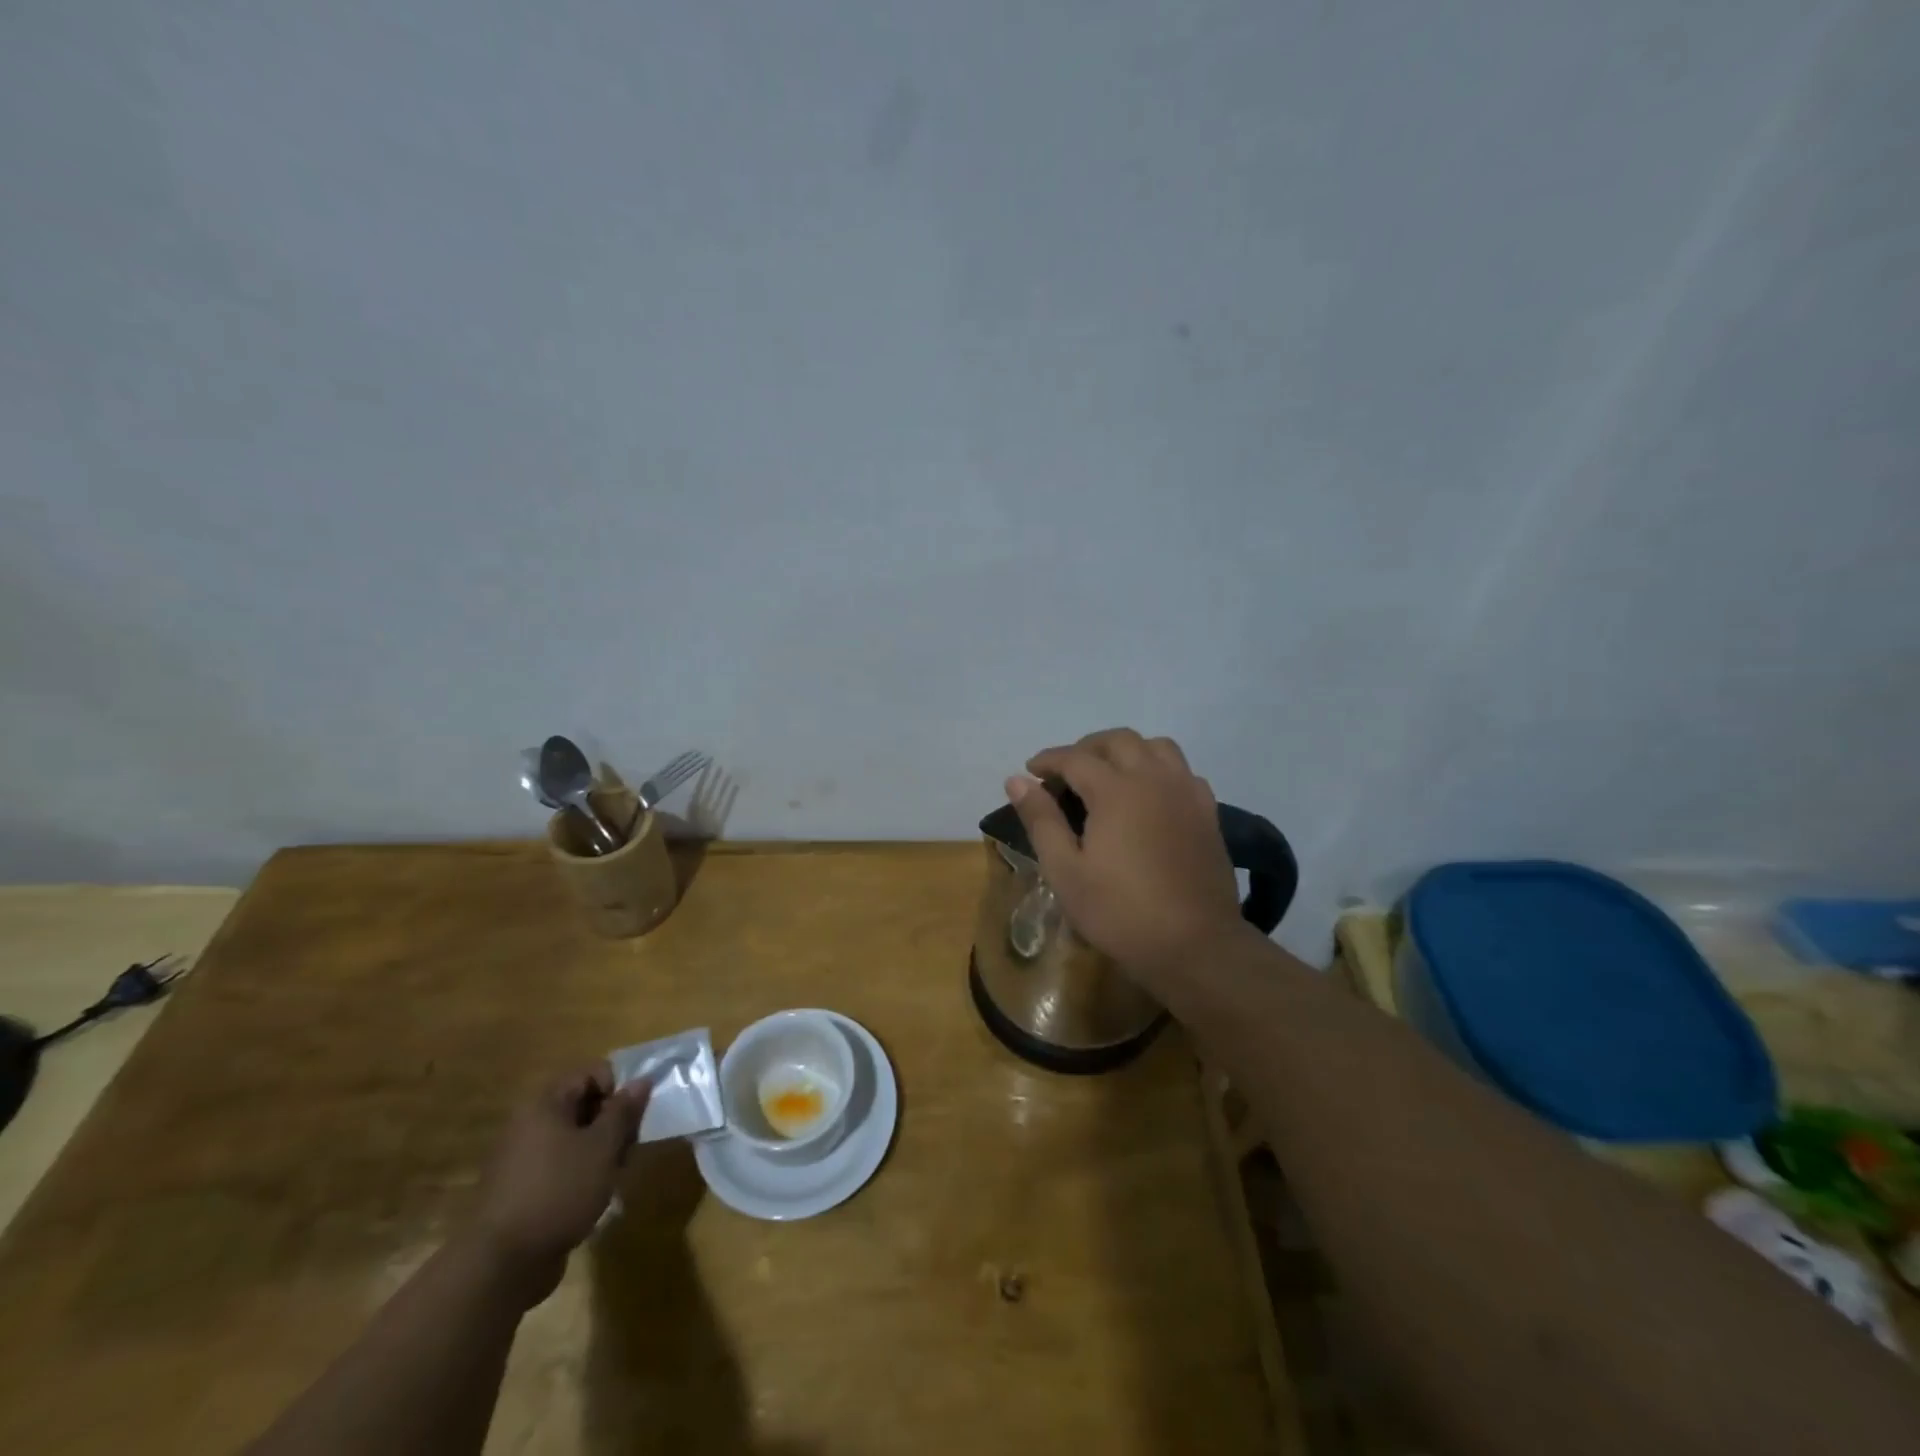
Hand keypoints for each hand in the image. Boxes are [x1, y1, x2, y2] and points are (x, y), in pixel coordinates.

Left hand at [468, 1064, 647, 1299]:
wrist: (501, 1266)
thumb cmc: (558, 1191)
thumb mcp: (603, 1147)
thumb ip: (624, 1110)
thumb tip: (641, 1080)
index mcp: (545, 1103)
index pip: (591, 1072)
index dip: (618, 1088)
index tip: (630, 1119)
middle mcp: (529, 1123)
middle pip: (584, 1103)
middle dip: (612, 1122)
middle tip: (627, 1149)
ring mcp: (522, 1157)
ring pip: (575, 1136)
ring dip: (601, 1149)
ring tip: (613, 1175)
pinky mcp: (522, 1188)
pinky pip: (560, 1163)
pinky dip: (581, 1172)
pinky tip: (593, 1195)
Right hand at [1007, 729, 1246, 982]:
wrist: (1195, 945)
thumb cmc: (1120, 912)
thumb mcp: (1065, 871)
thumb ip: (1041, 820)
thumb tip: (1017, 780)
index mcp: (1116, 790)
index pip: (1075, 757)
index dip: (1049, 759)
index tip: (1031, 771)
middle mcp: (1153, 779)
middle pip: (1119, 740)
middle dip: (1087, 747)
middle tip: (1067, 772)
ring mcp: (1186, 793)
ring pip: (1157, 747)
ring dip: (1128, 751)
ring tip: (1110, 775)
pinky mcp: (1207, 813)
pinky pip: (1182, 771)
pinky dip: (1159, 770)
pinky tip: (1149, 796)